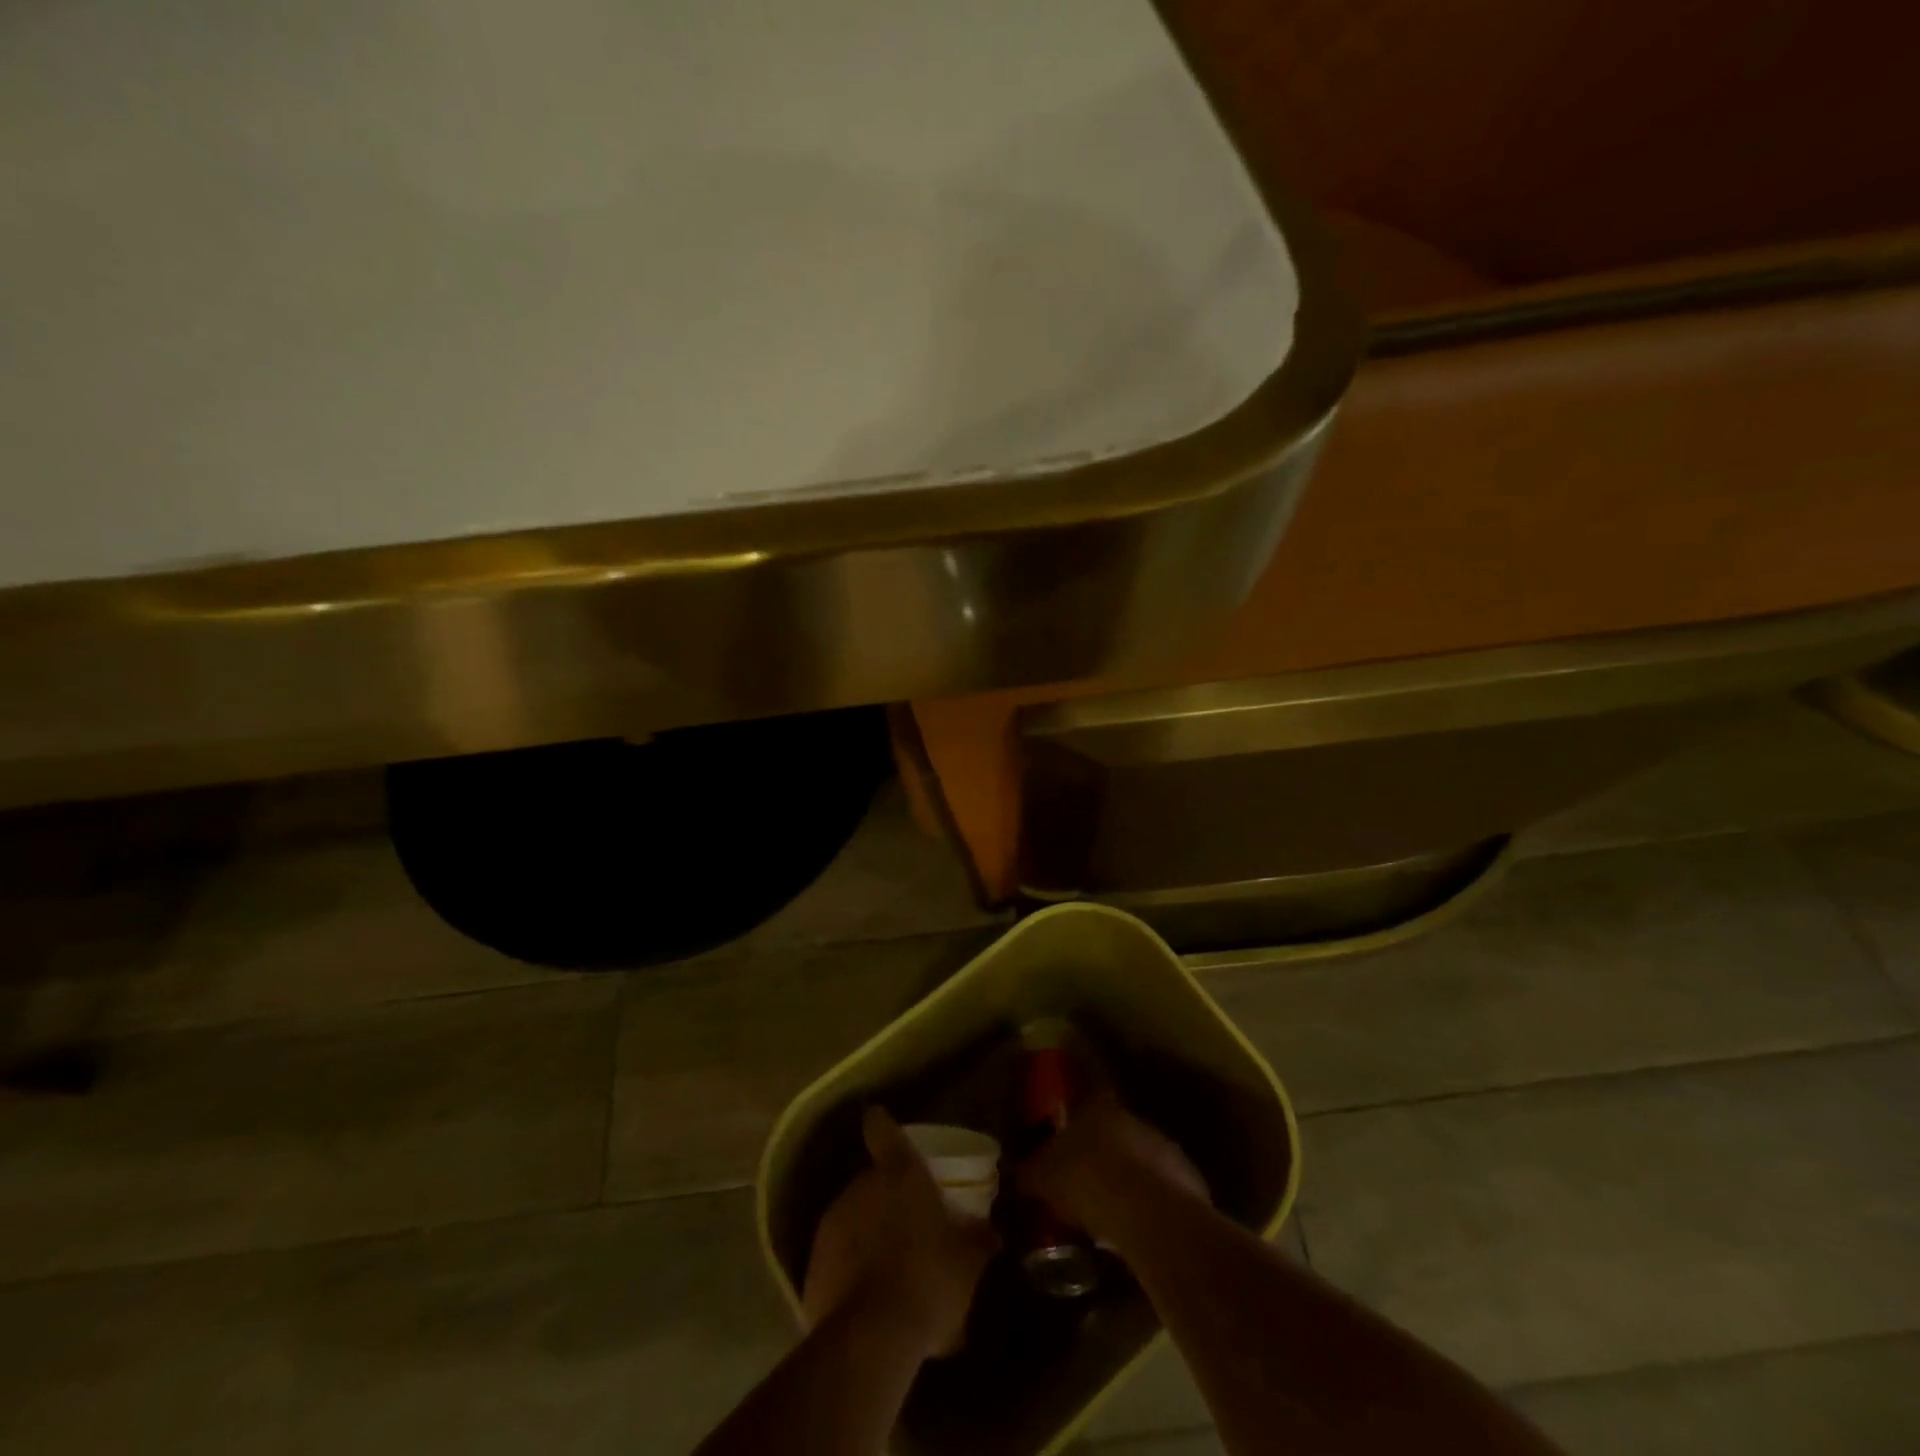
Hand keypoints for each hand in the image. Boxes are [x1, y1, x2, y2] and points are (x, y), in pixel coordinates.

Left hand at [802, 1106, 999, 1359]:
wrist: (871, 1337)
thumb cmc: (928, 1279)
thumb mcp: (968, 1261)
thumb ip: (979, 1238)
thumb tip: (991, 1230)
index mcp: (898, 1173)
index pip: (882, 1130)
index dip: (881, 1124)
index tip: (876, 1117)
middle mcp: (860, 1187)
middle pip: (871, 1180)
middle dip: (886, 1198)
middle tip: (907, 1224)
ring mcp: (832, 1224)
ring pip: (852, 1218)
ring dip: (867, 1234)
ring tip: (889, 1268)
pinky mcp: (813, 1264)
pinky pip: (836, 1257)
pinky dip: (850, 1268)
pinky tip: (868, 1298)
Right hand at [1016, 1089, 1208, 1247]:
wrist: (1146, 1213)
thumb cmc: (1086, 1182)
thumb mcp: (1042, 1179)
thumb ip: (1025, 1174)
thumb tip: (1007, 1174)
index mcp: (1099, 1108)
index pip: (1090, 1101)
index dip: (1081, 1120)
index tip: (1071, 1142)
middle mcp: (1134, 1118)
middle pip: (1118, 1130)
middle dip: (1107, 1152)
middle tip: (1090, 1180)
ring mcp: (1165, 1146)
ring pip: (1144, 1157)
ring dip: (1132, 1177)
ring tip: (1115, 1210)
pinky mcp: (1188, 1179)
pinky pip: (1165, 1188)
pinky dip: (1154, 1202)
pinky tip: (1141, 1227)